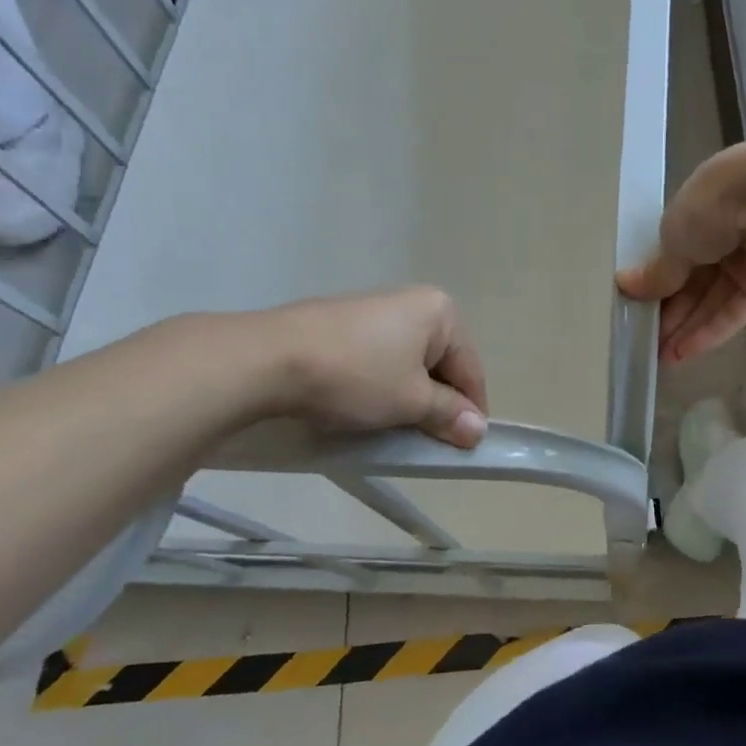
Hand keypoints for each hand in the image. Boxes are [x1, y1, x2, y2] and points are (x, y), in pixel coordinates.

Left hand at [257, 287, 488, 448]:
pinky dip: (382, 384)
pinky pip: (380, 357)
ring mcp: (375, 309)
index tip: (466, 444)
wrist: (267, 359)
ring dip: (410, 395)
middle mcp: (413, 302)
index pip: (470, 368)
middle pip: (441, 363)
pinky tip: (367, 406)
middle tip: (430, 439)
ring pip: (409, 362)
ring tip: (396, 426)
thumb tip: (478, 431)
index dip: (471, 410)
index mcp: (440, 312)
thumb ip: (449, 414)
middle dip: (438, 401)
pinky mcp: (342, 322)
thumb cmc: (356, 376)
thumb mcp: (411, 402)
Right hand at [617, 141, 745, 363]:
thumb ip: (658, 271)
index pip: (674, 257)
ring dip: (689, 328)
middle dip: (672, 314)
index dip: (657, 287)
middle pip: (694, 282)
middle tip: (648, 345)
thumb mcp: (673, 239)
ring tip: (663, 358)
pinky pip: (737, 309)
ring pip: (714, 300)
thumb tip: (626, 287)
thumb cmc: (711, 208)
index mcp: (697, 214)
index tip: (639, 313)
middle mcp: (723, 235)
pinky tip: (687, 351)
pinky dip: (713, 330)